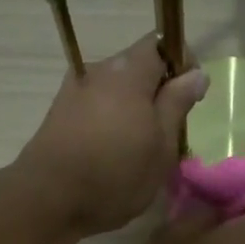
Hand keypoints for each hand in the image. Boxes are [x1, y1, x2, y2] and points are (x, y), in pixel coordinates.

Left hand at [14, 34, 207, 235]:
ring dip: (134, 109)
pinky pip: (97, 106)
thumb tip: (197, 73)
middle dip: (158, 91)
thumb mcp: (161, 145)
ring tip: (141, 149)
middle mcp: (98, 71)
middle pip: (137, 67)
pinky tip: (113, 154)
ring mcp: (74, 91)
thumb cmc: (115, 173)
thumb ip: (177, 104)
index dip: (182, 64)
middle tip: (170, 132)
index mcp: (128, 72)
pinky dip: (112, 121)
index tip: (190, 99)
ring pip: (116, 90)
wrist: (47, 200)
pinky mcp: (60, 114)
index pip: (160, 43)